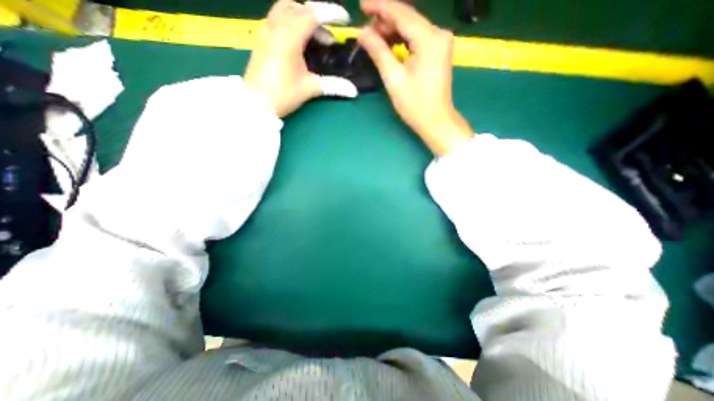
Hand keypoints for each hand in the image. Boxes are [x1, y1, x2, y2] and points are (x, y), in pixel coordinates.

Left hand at [246, 0, 355, 116]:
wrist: (256, 103)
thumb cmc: (283, 95)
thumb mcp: (310, 89)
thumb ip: (333, 85)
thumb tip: (353, 91)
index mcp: (289, 37)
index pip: (313, 14)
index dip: (331, 13)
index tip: (345, 20)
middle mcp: (275, 27)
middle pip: (298, 7)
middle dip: (317, 16)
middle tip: (329, 36)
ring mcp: (265, 31)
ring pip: (285, 9)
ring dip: (303, 17)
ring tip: (315, 38)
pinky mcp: (261, 39)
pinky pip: (277, 19)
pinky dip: (291, 22)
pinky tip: (299, 42)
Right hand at [357, 0, 472, 155]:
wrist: (436, 121)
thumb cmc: (415, 105)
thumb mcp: (394, 79)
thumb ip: (378, 52)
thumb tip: (362, 33)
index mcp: (429, 39)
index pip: (401, 13)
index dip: (380, 7)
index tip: (361, 6)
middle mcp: (439, 33)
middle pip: (408, 17)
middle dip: (385, 21)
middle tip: (365, 33)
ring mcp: (440, 41)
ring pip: (412, 27)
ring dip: (392, 31)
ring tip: (374, 40)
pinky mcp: (438, 50)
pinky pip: (417, 37)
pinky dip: (402, 39)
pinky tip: (389, 45)